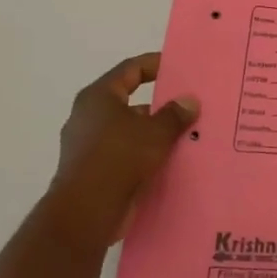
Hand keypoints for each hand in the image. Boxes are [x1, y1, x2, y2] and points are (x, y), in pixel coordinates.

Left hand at [46, 53, 198, 247]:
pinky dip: (147, 156)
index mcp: (98, 98)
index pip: (130, 70)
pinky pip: (127, 155)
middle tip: (191, 105)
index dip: (155, 64)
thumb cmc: (118, 158)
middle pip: (131, 102)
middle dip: (161, 105)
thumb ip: (174, 114)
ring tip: (189, 135)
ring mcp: (89, 146)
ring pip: (130, 132)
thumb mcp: (155, 132)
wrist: (86, 212)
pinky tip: (172, 161)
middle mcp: (89, 117)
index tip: (180, 67)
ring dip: (156, 133)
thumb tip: (189, 100)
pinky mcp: (94, 172)